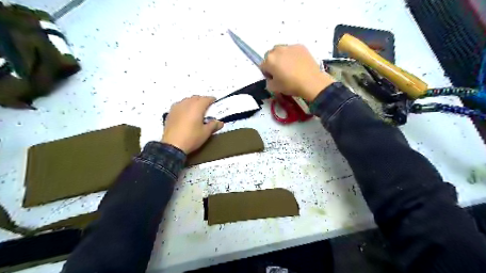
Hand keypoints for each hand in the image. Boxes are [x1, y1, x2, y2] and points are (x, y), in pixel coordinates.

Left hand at [163, 96, 223, 153]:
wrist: (172, 146)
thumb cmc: (191, 138)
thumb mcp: (205, 133)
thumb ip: (213, 125)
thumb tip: (220, 122)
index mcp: (197, 107)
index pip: (206, 99)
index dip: (212, 100)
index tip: (215, 102)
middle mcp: (186, 104)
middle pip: (196, 98)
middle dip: (202, 100)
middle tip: (207, 108)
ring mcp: (177, 107)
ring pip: (187, 100)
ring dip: (193, 102)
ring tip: (196, 110)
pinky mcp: (170, 113)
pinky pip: (179, 105)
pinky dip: (185, 107)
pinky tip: (186, 114)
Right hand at [260, 45, 336, 100]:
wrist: (311, 82)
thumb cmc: (290, 85)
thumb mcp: (274, 88)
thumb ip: (268, 82)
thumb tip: (271, 78)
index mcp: (269, 60)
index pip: (262, 66)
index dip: (267, 73)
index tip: (273, 78)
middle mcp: (277, 50)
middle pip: (271, 56)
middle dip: (273, 63)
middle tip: (281, 72)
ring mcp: (290, 47)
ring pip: (281, 51)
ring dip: (282, 57)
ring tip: (290, 67)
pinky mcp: (300, 46)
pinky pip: (292, 50)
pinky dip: (293, 56)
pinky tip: (299, 64)